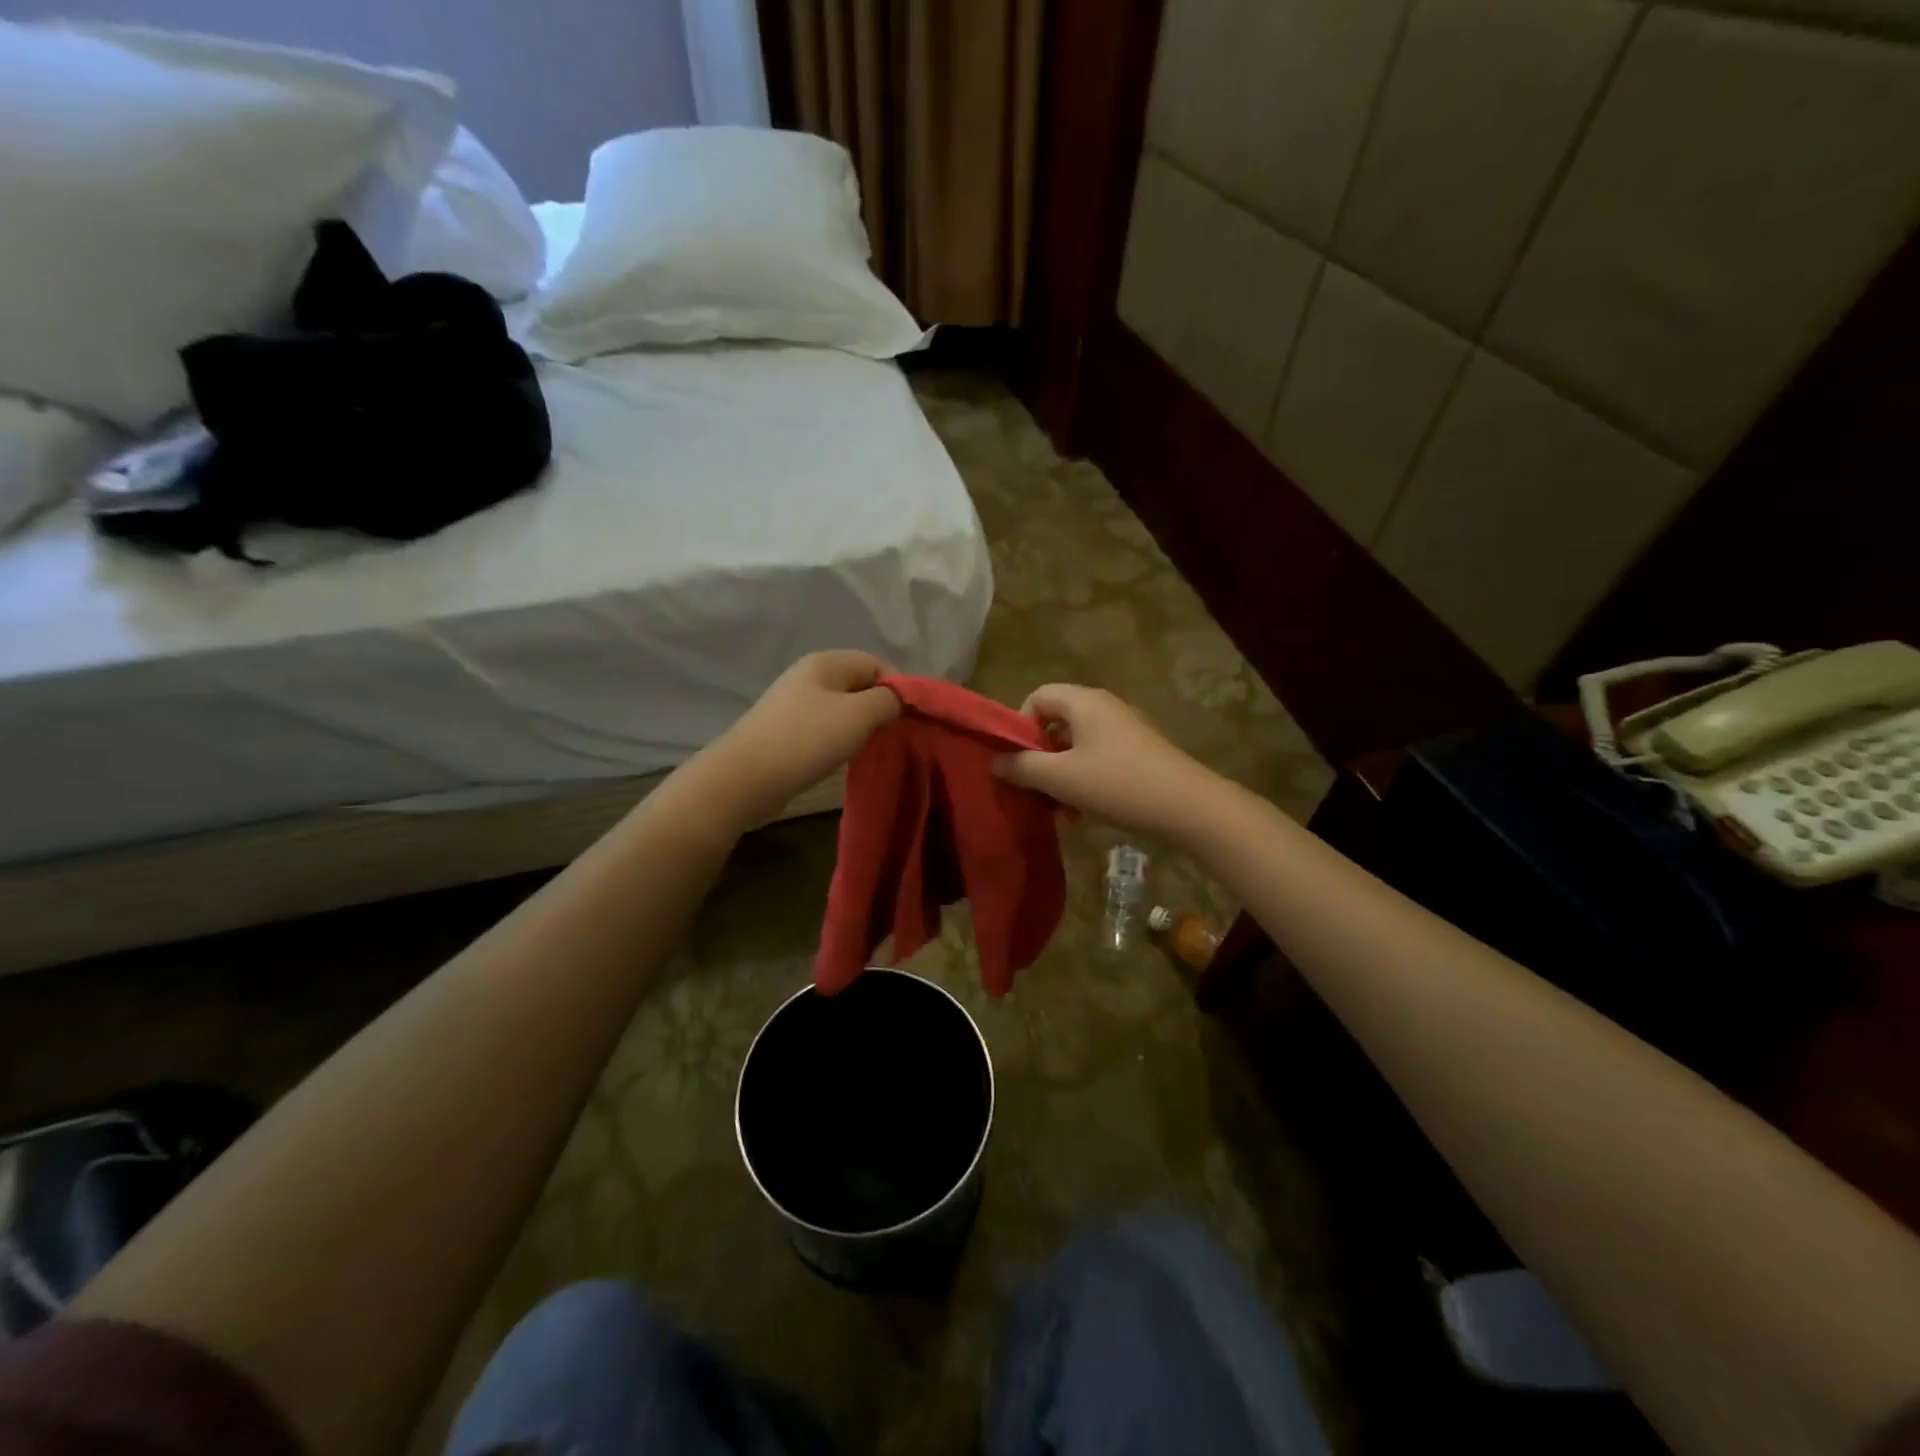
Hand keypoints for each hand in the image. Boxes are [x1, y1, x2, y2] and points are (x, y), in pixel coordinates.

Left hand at [710, 651, 899, 825]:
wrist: (745, 778)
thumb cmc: (806, 739)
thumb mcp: (858, 715)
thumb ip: (887, 700)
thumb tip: (900, 697)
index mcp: (825, 662)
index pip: (876, 662)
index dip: (898, 686)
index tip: (911, 717)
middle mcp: (808, 676)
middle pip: (859, 684)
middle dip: (880, 707)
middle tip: (894, 735)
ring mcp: (794, 704)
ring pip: (842, 708)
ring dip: (860, 727)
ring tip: (871, 749)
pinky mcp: (786, 732)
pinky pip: (824, 728)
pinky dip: (839, 740)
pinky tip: (843, 758)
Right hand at [993, 684, 1218, 840]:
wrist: (1188, 806)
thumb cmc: (1117, 784)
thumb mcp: (1061, 778)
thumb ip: (1022, 767)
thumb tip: (995, 761)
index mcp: (1084, 702)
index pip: (1037, 696)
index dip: (1020, 726)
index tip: (1018, 761)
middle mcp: (1104, 706)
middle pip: (1056, 722)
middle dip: (1040, 757)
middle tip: (1035, 789)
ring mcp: (1125, 728)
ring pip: (1077, 745)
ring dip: (1061, 775)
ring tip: (1061, 811)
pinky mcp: (1140, 751)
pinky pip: (1099, 757)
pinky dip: (1085, 779)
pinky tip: (1085, 812)